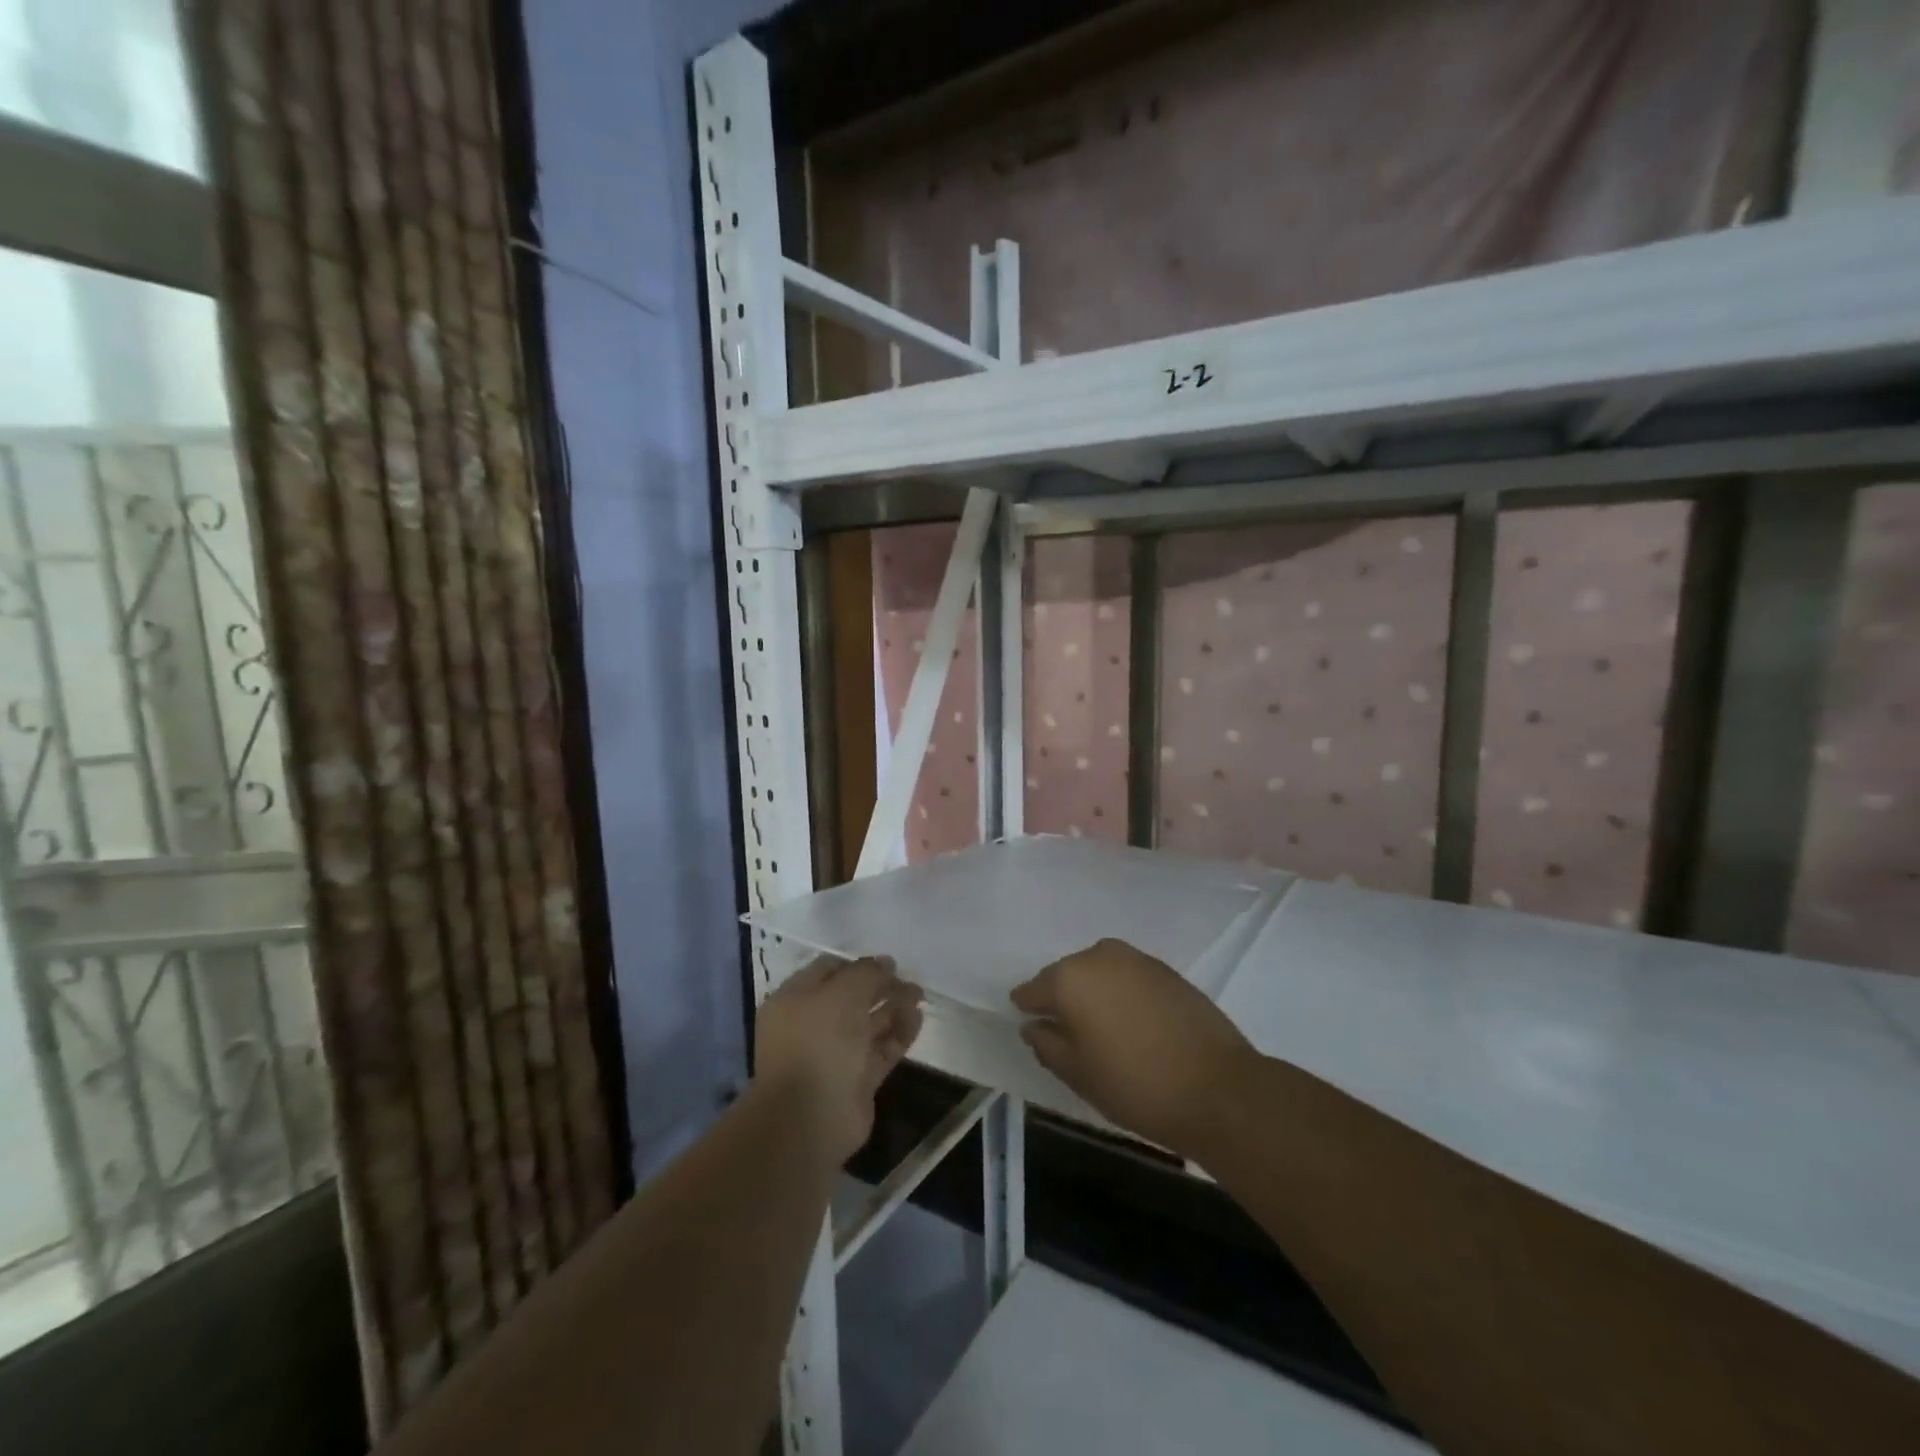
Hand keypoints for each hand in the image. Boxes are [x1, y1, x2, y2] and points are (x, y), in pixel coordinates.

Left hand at [756, 955, 923, 1164]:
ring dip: (894, 1007)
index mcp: (795, 1000)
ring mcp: (834, 1055)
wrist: (811, 1119)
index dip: (859, 964)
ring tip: (920, 995)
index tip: (889, 963)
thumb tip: (885, 964)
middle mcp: (812, 1025)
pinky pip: (880, 1049)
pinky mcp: (856, 1080)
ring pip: (868, 1023)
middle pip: (851, 997)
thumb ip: (867, 973)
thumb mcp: (843, 992)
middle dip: (881, 986)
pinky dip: (899, 1034)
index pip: (828, 970)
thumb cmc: (819, 1043)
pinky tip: (917, 1019)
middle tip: (909, 980)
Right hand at [1011, 938, 1257, 1158]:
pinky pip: (1128, 977)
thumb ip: (1046, 1044)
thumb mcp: (1077, 1074)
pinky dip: (1122, 994)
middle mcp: (1099, 955)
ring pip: (1099, 972)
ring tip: (1101, 1029)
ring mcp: (1136, 959)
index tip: (1029, 1025)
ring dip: (1094, 993)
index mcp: (1069, 978)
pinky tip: (1131, 1023)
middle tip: (1067, 1033)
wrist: (1218, 1088)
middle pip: (1067, 975)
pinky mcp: (1166, 969)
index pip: (1034, 989)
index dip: (1028, 1008)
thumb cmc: (1135, 1085)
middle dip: (1063, 998)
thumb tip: (1034, 1026)